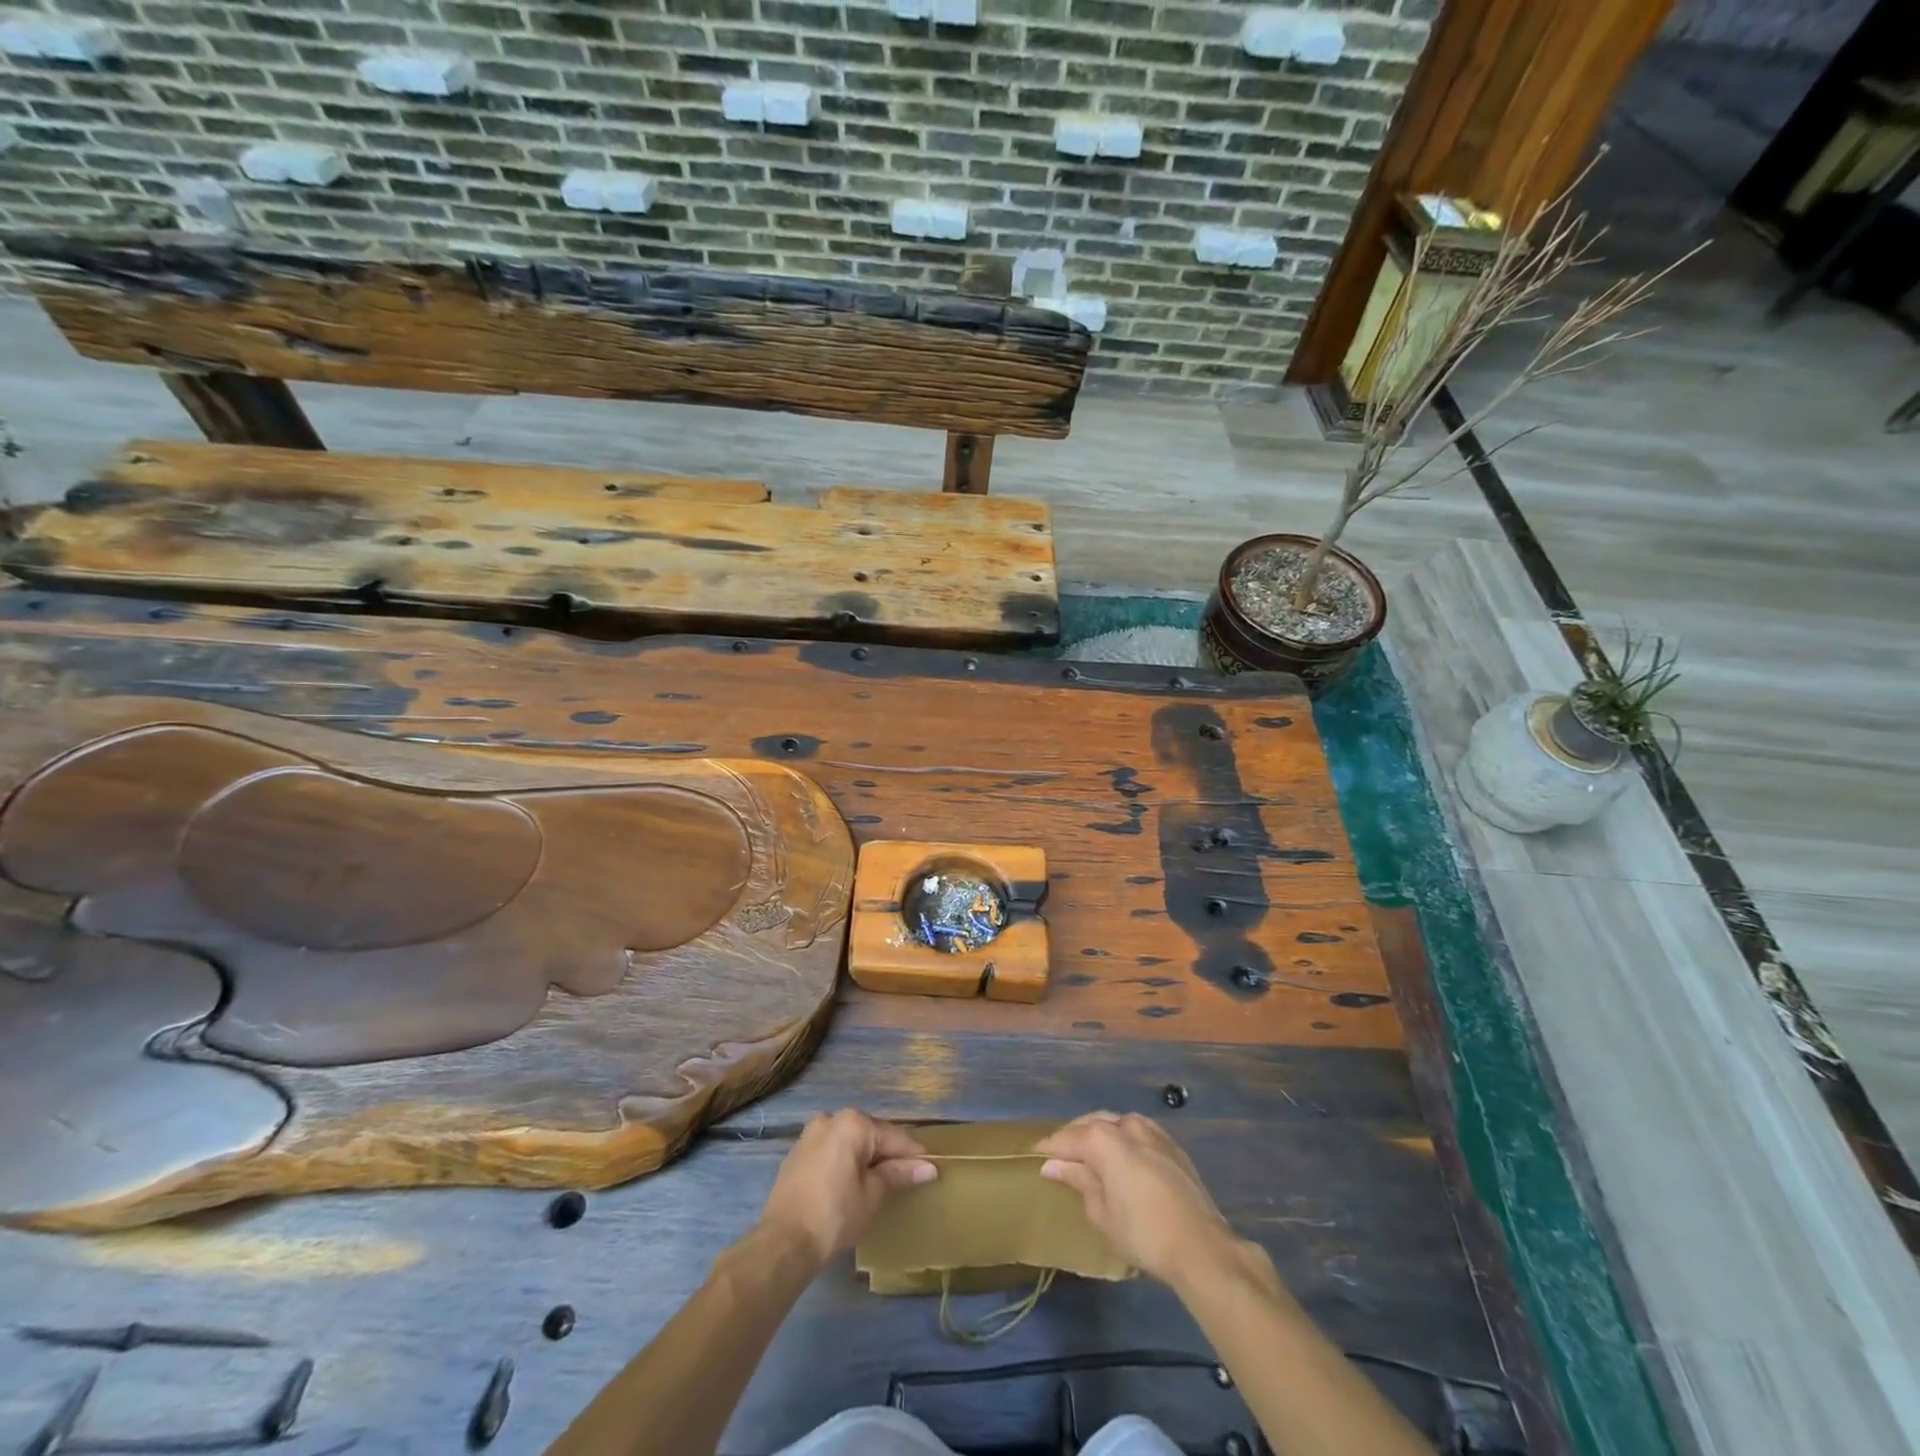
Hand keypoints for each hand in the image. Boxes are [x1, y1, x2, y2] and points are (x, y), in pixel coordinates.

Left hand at [759, 1109, 935, 1265]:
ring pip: (849, 1142)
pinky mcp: (797, 1154)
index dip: (913, 1154)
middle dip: (888, 1154)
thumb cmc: (834, 1215)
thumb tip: (928, 1167)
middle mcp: (831, 1119)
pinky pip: (831, 1151)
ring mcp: (810, 1135)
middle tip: (908, 1175)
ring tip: (883, 1180)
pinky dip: (845, 1162)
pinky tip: (853, 1182)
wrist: (782, 1243)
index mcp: (852, 1123)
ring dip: (866, 1158)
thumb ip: (899, 1174)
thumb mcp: (872, 1195)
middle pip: (870, 1135)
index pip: (892, 1136)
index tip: (931, 1167)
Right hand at [1037, 1112, 1237, 1285]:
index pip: (1067, 1137)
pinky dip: (1123, 1140)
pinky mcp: (1171, 1144)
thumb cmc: (1142, 1233)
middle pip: (1092, 1124)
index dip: (1049, 1148)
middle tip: (1061, 1158)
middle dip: (1075, 1138)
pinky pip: (1137, 1133)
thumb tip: (1053, 1166)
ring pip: (1116, 1124)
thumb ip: (1078, 1181)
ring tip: (1090, 1157)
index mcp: (1103, 1138)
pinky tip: (1121, 1158)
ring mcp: (1152, 1131)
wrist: (1201, 1245)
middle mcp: (1126, 1124)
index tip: (1035, 1156)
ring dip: (1100, 1135)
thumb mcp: (1101, 1212)